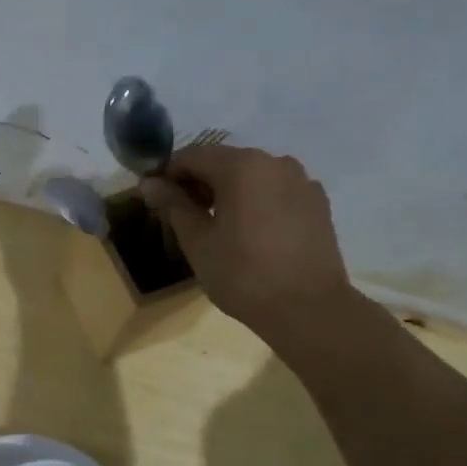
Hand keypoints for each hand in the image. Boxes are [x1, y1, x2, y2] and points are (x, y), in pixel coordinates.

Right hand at [140, 144, 351, 338]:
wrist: (309, 309)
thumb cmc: (243, 274)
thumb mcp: (197, 241)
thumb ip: (172, 205)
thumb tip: (149, 183)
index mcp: (242, 166)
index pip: (192, 156)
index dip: (167, 173)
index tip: (152, 196)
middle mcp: (275, 162)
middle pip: (224, 162)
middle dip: (198, 182)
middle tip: (179, 214)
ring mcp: (301, 181)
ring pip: (252, 176)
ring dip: (228, 191)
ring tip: (214, 224)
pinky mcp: (317, 203)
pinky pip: (276, 192)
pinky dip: (256, 201)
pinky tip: (249, 231)